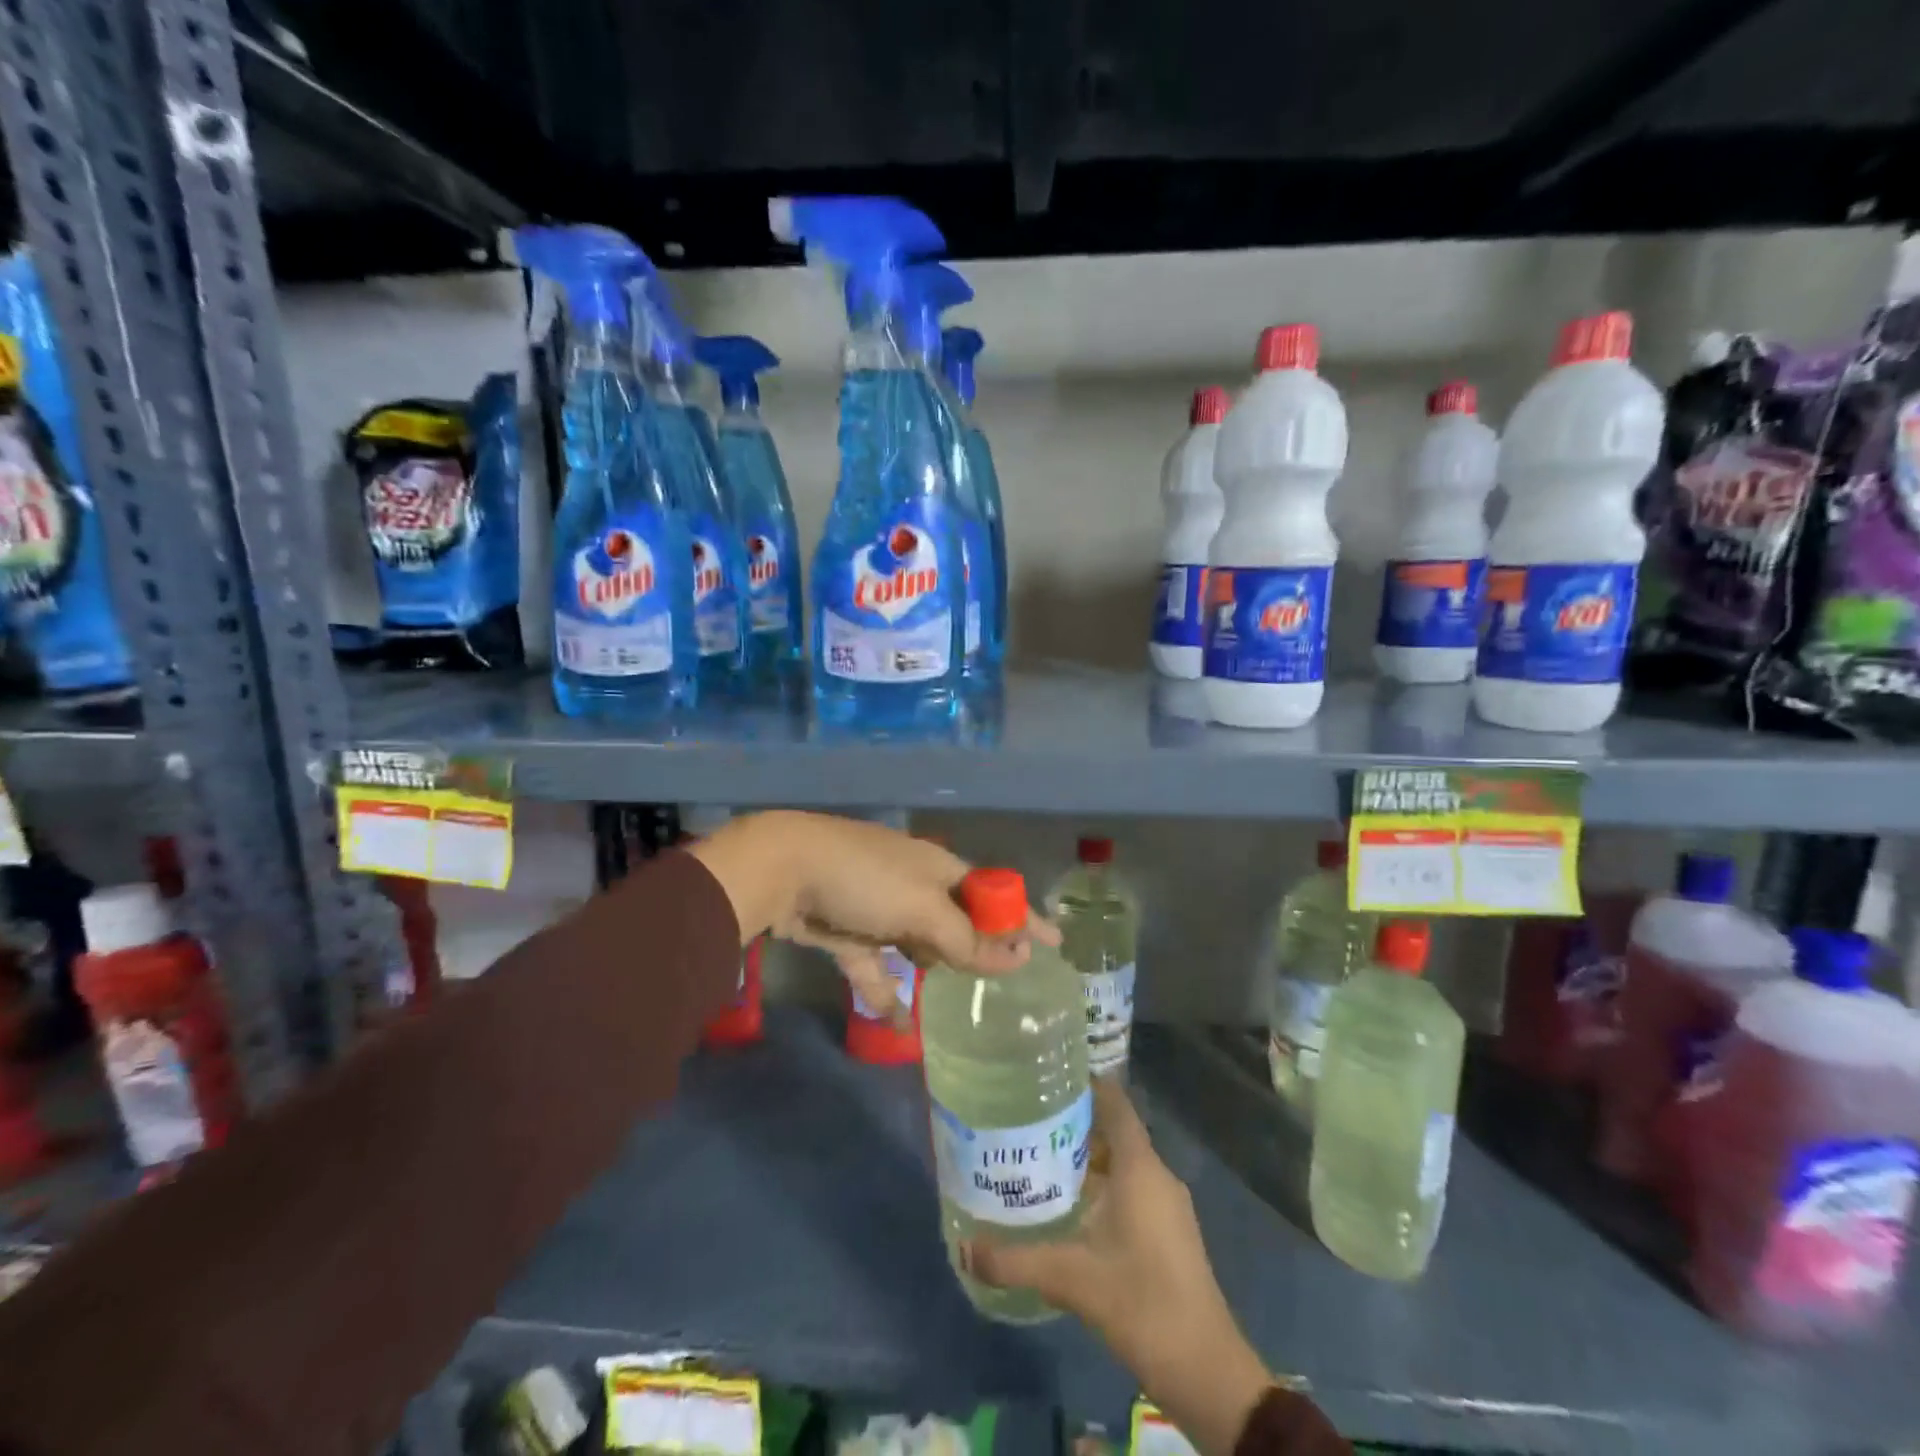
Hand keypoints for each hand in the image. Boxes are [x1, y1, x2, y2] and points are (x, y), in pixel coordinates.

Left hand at [687, 811, 1056, 1014]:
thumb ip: (966, 939)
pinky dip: (885, 993)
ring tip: (955, 996)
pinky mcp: (847, 933)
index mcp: (938, 868)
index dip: (1022, 917)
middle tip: (1002, 977)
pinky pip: (874, 968)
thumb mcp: (923, 908)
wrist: (782, 870)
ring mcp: (878, 908)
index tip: (1053, 944)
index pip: (992, 893)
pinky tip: (898, 1024)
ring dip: (933, 966)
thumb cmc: (865, 879)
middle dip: (977, 947)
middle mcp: (913, 885)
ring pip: (917, 943)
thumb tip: (1016, 959)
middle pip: (956, 921)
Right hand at [961, 1079, 1272, 1455]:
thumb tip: (963, 1249)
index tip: (1046, 1075)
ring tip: (1040, 1156)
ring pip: (1123, 1162)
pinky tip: (1070, 1204)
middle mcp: (1157, 1175)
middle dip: (1074, 1122)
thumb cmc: (1141, 1303)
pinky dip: (1102, 1184)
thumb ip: (1015, 1261)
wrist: (1206, 1370)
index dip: (1085, 1083)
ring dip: (1087, 1157)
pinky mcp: (1170, 1232)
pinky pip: (1132, 1188)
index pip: (1114, 1103)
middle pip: (1115, 1130)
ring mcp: (1167, 1205)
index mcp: (1140, 1167)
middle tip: (1028, 1118)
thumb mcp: (1070, 1278)